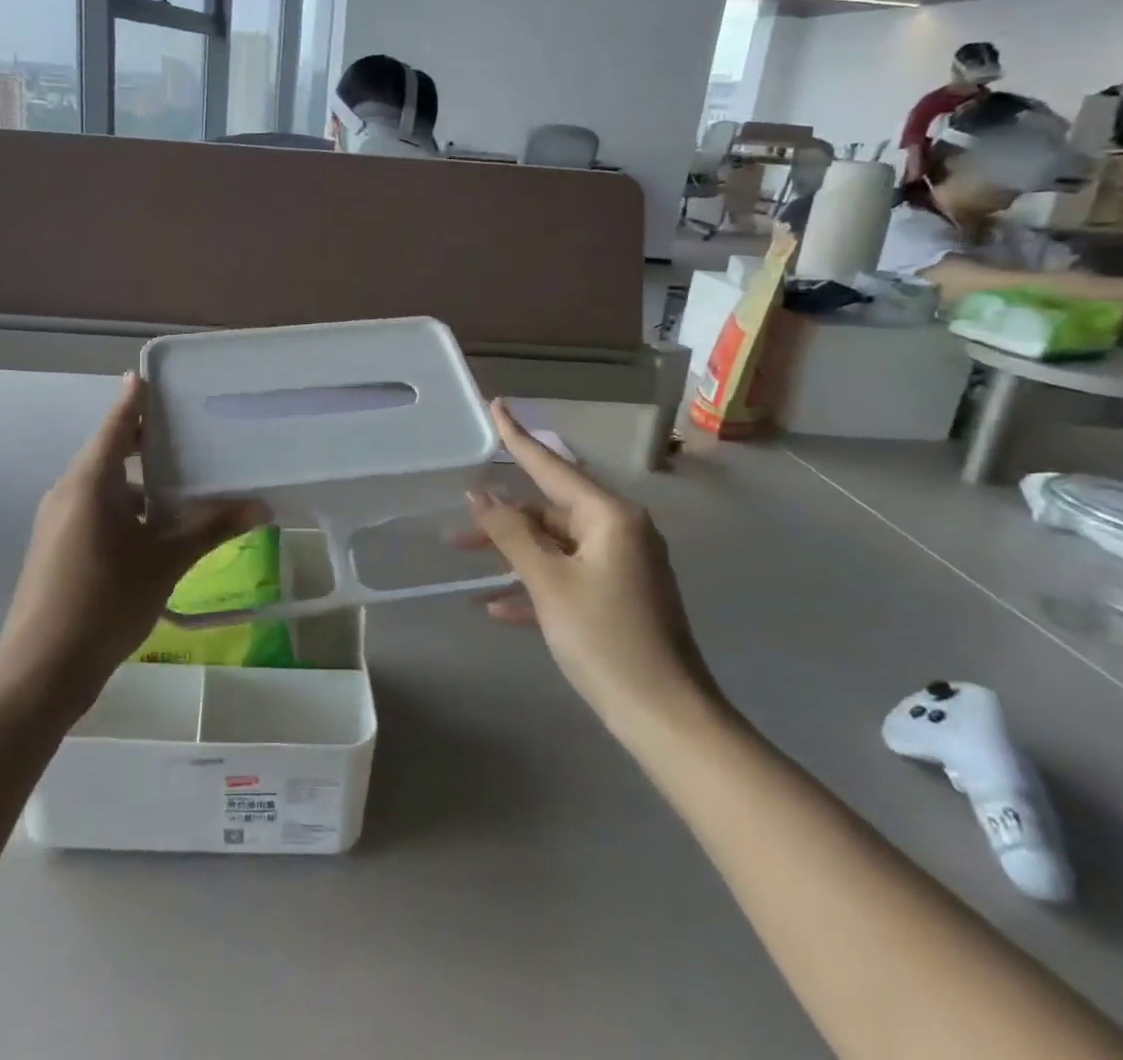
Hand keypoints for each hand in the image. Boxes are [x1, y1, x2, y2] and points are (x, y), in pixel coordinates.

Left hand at [0, 373, 266, 703]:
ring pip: (104, 485)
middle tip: (187, 430)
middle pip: (109, 451)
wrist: (41, 670)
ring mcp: (58, 520)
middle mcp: (68, 491)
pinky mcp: (57, 547)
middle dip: (144, 441)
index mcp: (89, 482)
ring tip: (182, 481)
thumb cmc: (104, 602)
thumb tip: (262, 507)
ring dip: (138, 481)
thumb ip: (212, 528)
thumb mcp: (165, 561)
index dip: (134, 399)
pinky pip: (95, 510)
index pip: (116, 424)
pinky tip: (156, 527)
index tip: (150, 375)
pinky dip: (125, 507)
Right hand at [463, 402, 716, 730]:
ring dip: (512, 553)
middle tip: (455, 527)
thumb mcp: (549, 582)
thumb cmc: (605, 639)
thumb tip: (479, 493)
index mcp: (609, 516)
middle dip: (501, 518)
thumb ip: (511, 533)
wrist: (667, 718)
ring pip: (554, 544)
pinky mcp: (619, 596)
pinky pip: (567, 576)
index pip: (551, 465)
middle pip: (548, 509)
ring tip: (464, 560)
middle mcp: (619, 530)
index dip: (517, 437)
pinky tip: (497, 606)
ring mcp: (621, 564)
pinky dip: (535, 584)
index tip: (495, 404)